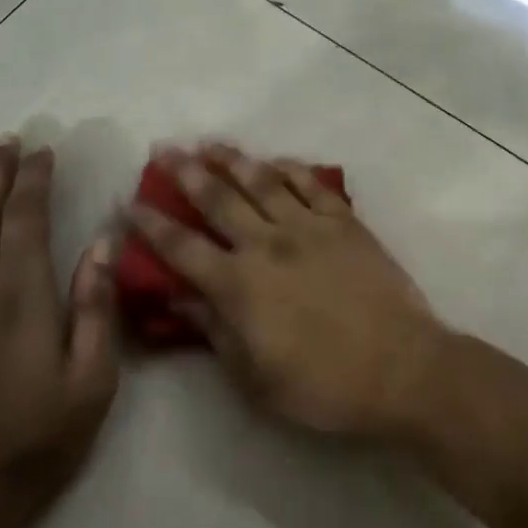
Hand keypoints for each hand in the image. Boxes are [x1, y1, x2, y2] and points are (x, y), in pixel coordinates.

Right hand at [126, 143, 447, 438]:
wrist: (399, 366)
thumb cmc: (322, 385)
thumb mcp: (255, 378)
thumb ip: (214, 332)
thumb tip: (178, 299)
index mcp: (240, 285)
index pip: (182, 248)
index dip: (150, 225)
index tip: (128, 203)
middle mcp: (268, 244)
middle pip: (218, 199)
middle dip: (186, 172)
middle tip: (164, 149)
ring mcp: (310, 227)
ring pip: (263, 181)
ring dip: (233, 159)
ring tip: (210, 143)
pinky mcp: (345, 222)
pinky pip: (312, 185)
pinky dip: (291, 168)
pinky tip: (276, 160)